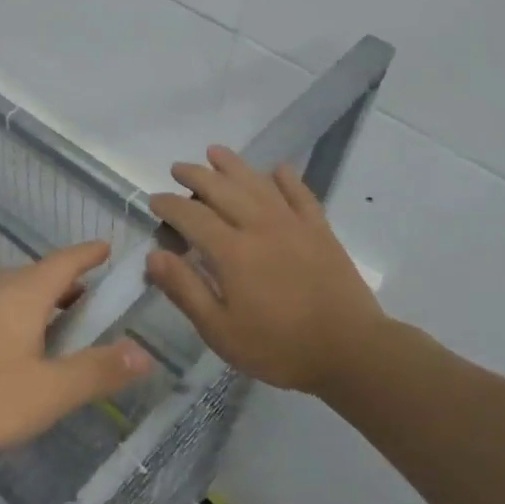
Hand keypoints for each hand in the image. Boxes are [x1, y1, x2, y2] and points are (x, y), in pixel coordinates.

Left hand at [0, 241, 153, 464]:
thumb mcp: (50, 391)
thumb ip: (98, 371)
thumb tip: (145, 352)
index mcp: (24, 294)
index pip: (65, 261)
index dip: (90, 254)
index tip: (110, 249)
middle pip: (42, 274)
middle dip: (72, 281)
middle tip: (99, 300)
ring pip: (18, 292)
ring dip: (47, 301)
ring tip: (68, 325)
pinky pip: (1, 309)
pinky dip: (25, 316)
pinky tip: (25, 348)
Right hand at [148, 146, 386, 395]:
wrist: (350, 351)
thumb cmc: (278, 347)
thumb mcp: (220, 330)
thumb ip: (185, 289)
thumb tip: (153, 255)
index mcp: (232, 251)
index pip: (192, 216)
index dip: (169, 205)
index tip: (154, 200)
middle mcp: (260, 226)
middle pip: (223, 190)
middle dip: (196, 176)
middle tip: (178, 169)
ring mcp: (294, 225)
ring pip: (258, 183)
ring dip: (234, 165)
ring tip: (215, 152)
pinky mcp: (321, 231)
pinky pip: (301, 195)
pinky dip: (287, 179)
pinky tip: (277, 169)